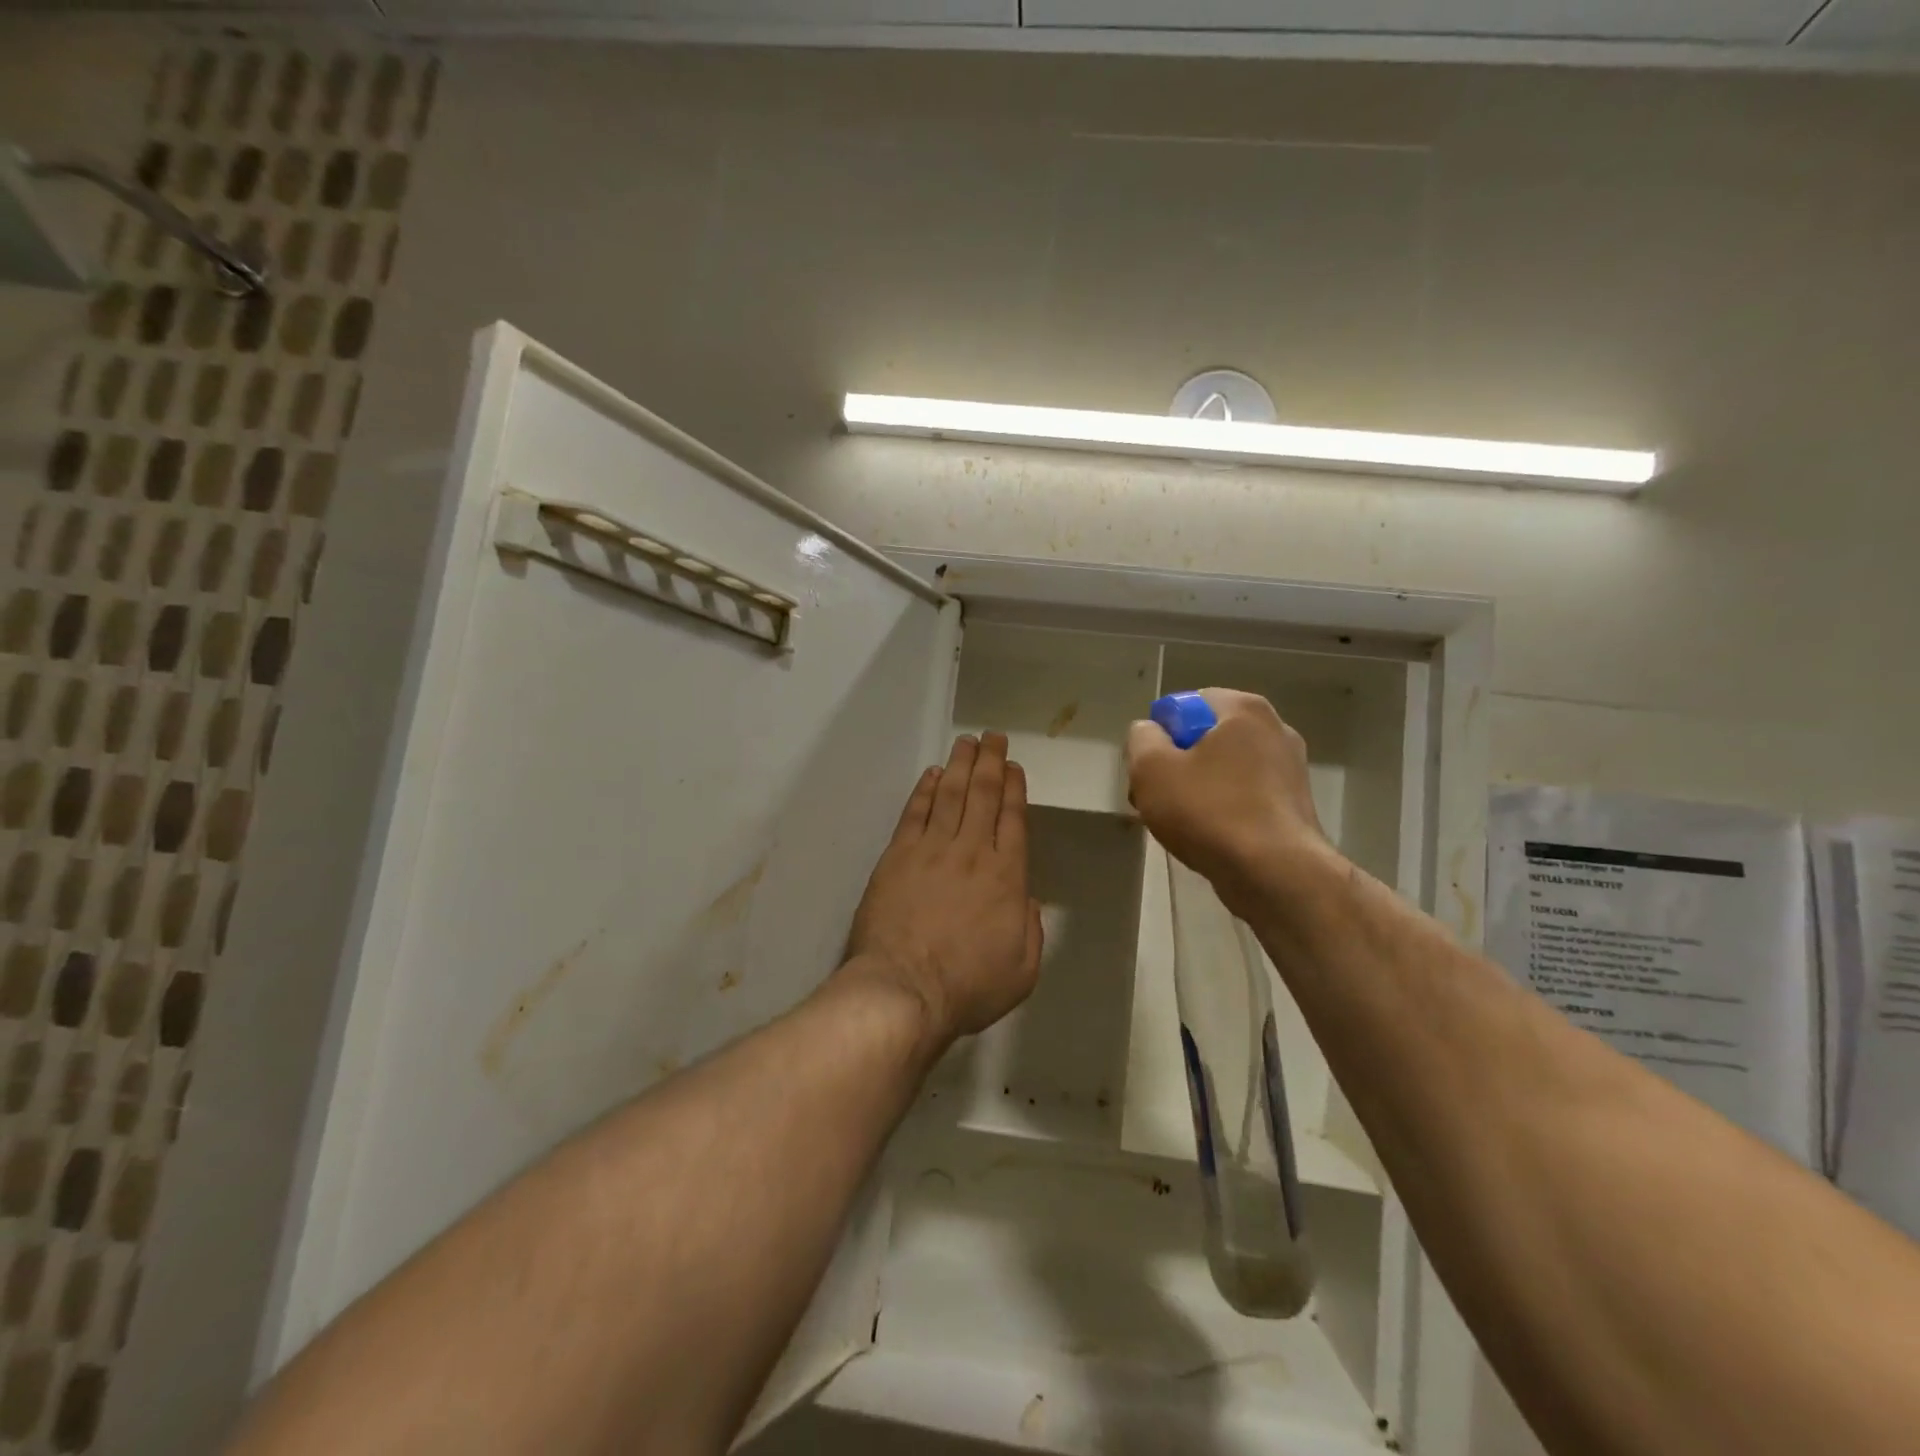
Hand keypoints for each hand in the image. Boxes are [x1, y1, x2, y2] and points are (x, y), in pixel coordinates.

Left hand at [845, 732, 1043, 1046]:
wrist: (904, 990)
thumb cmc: (968, 986)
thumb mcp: (1023, 968)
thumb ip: (1030, 927)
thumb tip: (1025, 899)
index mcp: (1006, 875)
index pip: (1013, 818)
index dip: (1014, 788)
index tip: (1014, 766)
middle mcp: (971, 851)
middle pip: (983, 795)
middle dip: (990, 762)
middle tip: (992, 737)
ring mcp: (931, 850)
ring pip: (950, 795)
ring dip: (959, 765)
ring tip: (967, 742)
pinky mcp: (897, 856)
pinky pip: (915, 813)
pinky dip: (925, 790)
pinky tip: (932, 775)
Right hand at [1126, 689, 1333, 918]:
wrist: (1277, 875)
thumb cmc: (1210, 812)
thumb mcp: (1152, 769)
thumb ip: (1141, 738)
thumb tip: (1150, 733)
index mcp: (1243, 709)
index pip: (1184, 705)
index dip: (1159, 736)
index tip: (1151, 771)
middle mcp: (1274, 729)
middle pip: (1204, 738)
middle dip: (1176, 765)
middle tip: (1157, 800)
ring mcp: (1290, 768)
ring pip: (1223, 770)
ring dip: (1196, 790)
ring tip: (1180, 825)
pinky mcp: (1294, 805)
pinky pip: (1243, 796)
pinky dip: (1222, 810)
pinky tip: (1208, 838)